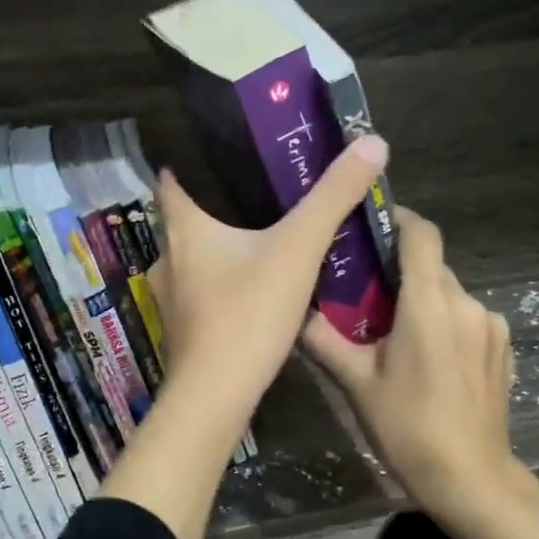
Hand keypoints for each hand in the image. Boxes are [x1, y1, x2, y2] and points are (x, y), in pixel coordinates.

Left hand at [148, 133, 388, 437]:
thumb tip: (372, 142)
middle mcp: (166, 254)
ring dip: (219, 241)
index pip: (171, 176)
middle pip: (185, 214)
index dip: (191, 158)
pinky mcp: (179, 324)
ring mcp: (168, 293)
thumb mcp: (298, 249)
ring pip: (193, 253)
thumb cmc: (247, 313)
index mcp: (183, 226)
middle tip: (259, 187)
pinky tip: (250, 281)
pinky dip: (221, 276)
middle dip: (217, 200)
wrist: (215, 396)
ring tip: (260, 231)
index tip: (222, 148)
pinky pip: (200, 285)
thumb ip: (333, 197)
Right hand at [301, 206, 538, 538]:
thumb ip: (322, 339)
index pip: (421, 234)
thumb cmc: (407, 426)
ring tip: (393, 331)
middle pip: (432, 265)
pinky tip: (427, 358)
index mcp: (430, 303)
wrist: (470, 479)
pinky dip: (445, 323)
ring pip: (449, 294)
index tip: (371, 222)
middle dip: (400, 270)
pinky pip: (467, 318)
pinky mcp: (503, 348)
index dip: (398, 217)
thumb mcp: (355, 383)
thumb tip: (293, 310)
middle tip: (365, 292)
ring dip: (422, 300)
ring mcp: (492, 325)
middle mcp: (467, 303)